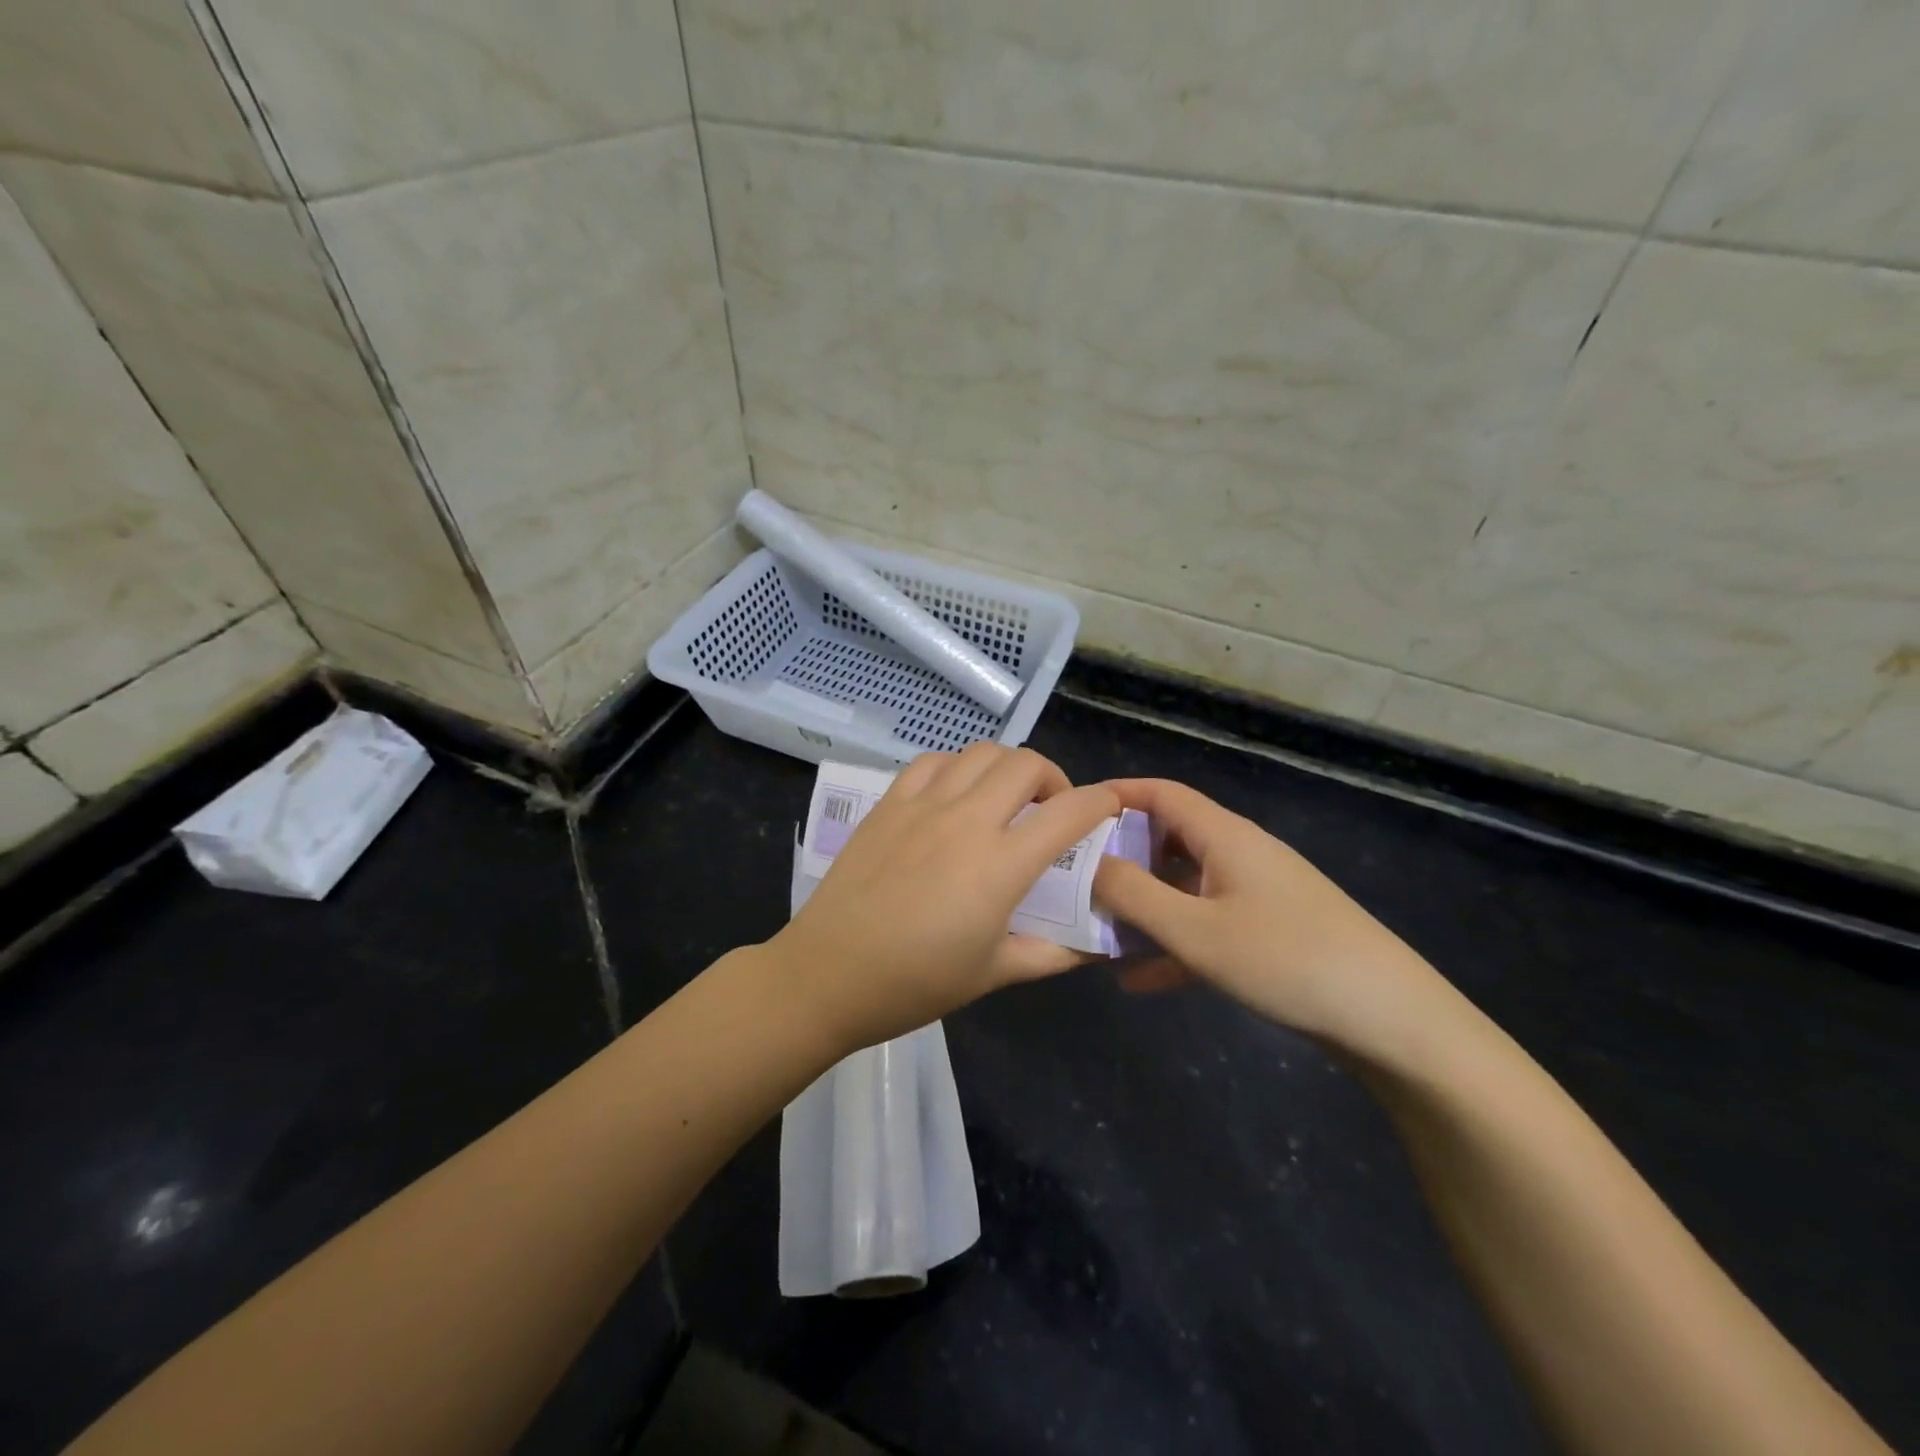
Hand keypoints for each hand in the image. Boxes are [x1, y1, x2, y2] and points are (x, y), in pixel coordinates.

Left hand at [767, 743, 1119, 1052]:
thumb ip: (1053, 954)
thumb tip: (1096, 947)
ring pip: (981, 752)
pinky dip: (958, 767)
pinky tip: (955, 795)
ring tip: (1004, 798)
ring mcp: (924, 804)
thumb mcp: (995, 975)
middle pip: (1027, 764)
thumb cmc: (915, 983)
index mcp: (1001, 865)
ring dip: (1006, 768)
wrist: (829, 973)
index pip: (1070, 812)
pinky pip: (933, 761)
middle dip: (1054, 778)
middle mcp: (967, 820)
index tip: (1109, 808)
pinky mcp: (889, 802)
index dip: (1101, 803)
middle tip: (1050, 810)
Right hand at [1092, 779, 1438, 1050]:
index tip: (1070, 812)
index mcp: (1224, 836)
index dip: (1116, 795)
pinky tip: (1139, 981)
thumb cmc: (1285, 960)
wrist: (1390, 1019)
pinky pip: (1208, 924)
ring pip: (1185, 886)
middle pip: (1169, 838)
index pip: (1161, 793)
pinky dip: (1173, 942)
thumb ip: (1133, 894)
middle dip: (1121, 856)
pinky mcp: (1270, 931)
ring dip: (1143, 905)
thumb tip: (1087, 863)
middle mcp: (1240, 854)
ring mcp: (1257, 894)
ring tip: (1097, 928)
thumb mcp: (1195, 930)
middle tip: (1075, 877)